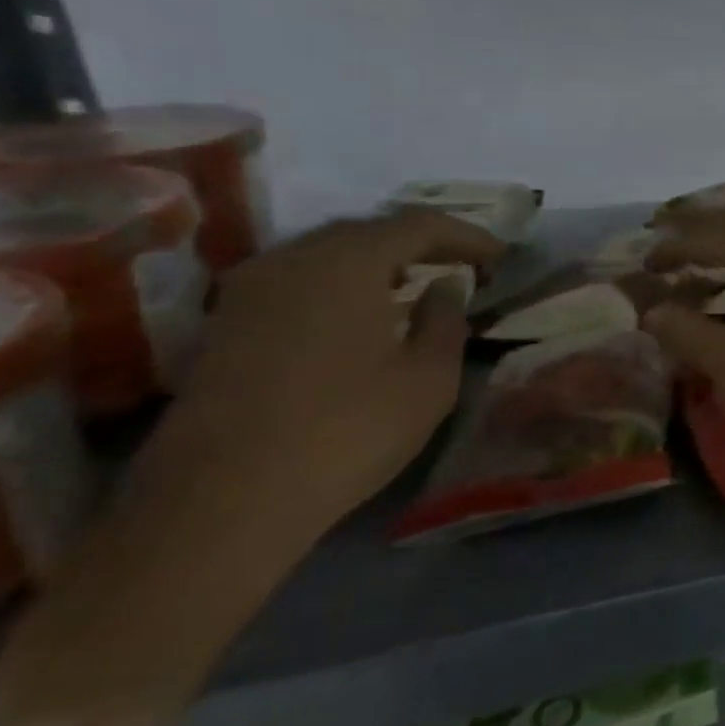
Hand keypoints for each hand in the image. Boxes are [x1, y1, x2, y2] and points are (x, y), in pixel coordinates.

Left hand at [149, 210, 504, 538]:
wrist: (224, 500)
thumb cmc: (349, 430)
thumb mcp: (429, 377)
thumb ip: (445, 319)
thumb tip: (444, 285)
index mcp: (347, 263)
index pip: (419, 225)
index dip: (467, 235)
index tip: (501, 255)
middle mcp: (292, 261)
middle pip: (368, 230)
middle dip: (421, 242)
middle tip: (462, 265)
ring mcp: (249, 292)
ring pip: (327, 254)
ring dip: (378, 261)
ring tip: (417, 285)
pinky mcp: (226, 325)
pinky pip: (298, 280)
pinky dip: (342, 283)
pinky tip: (363, 313)